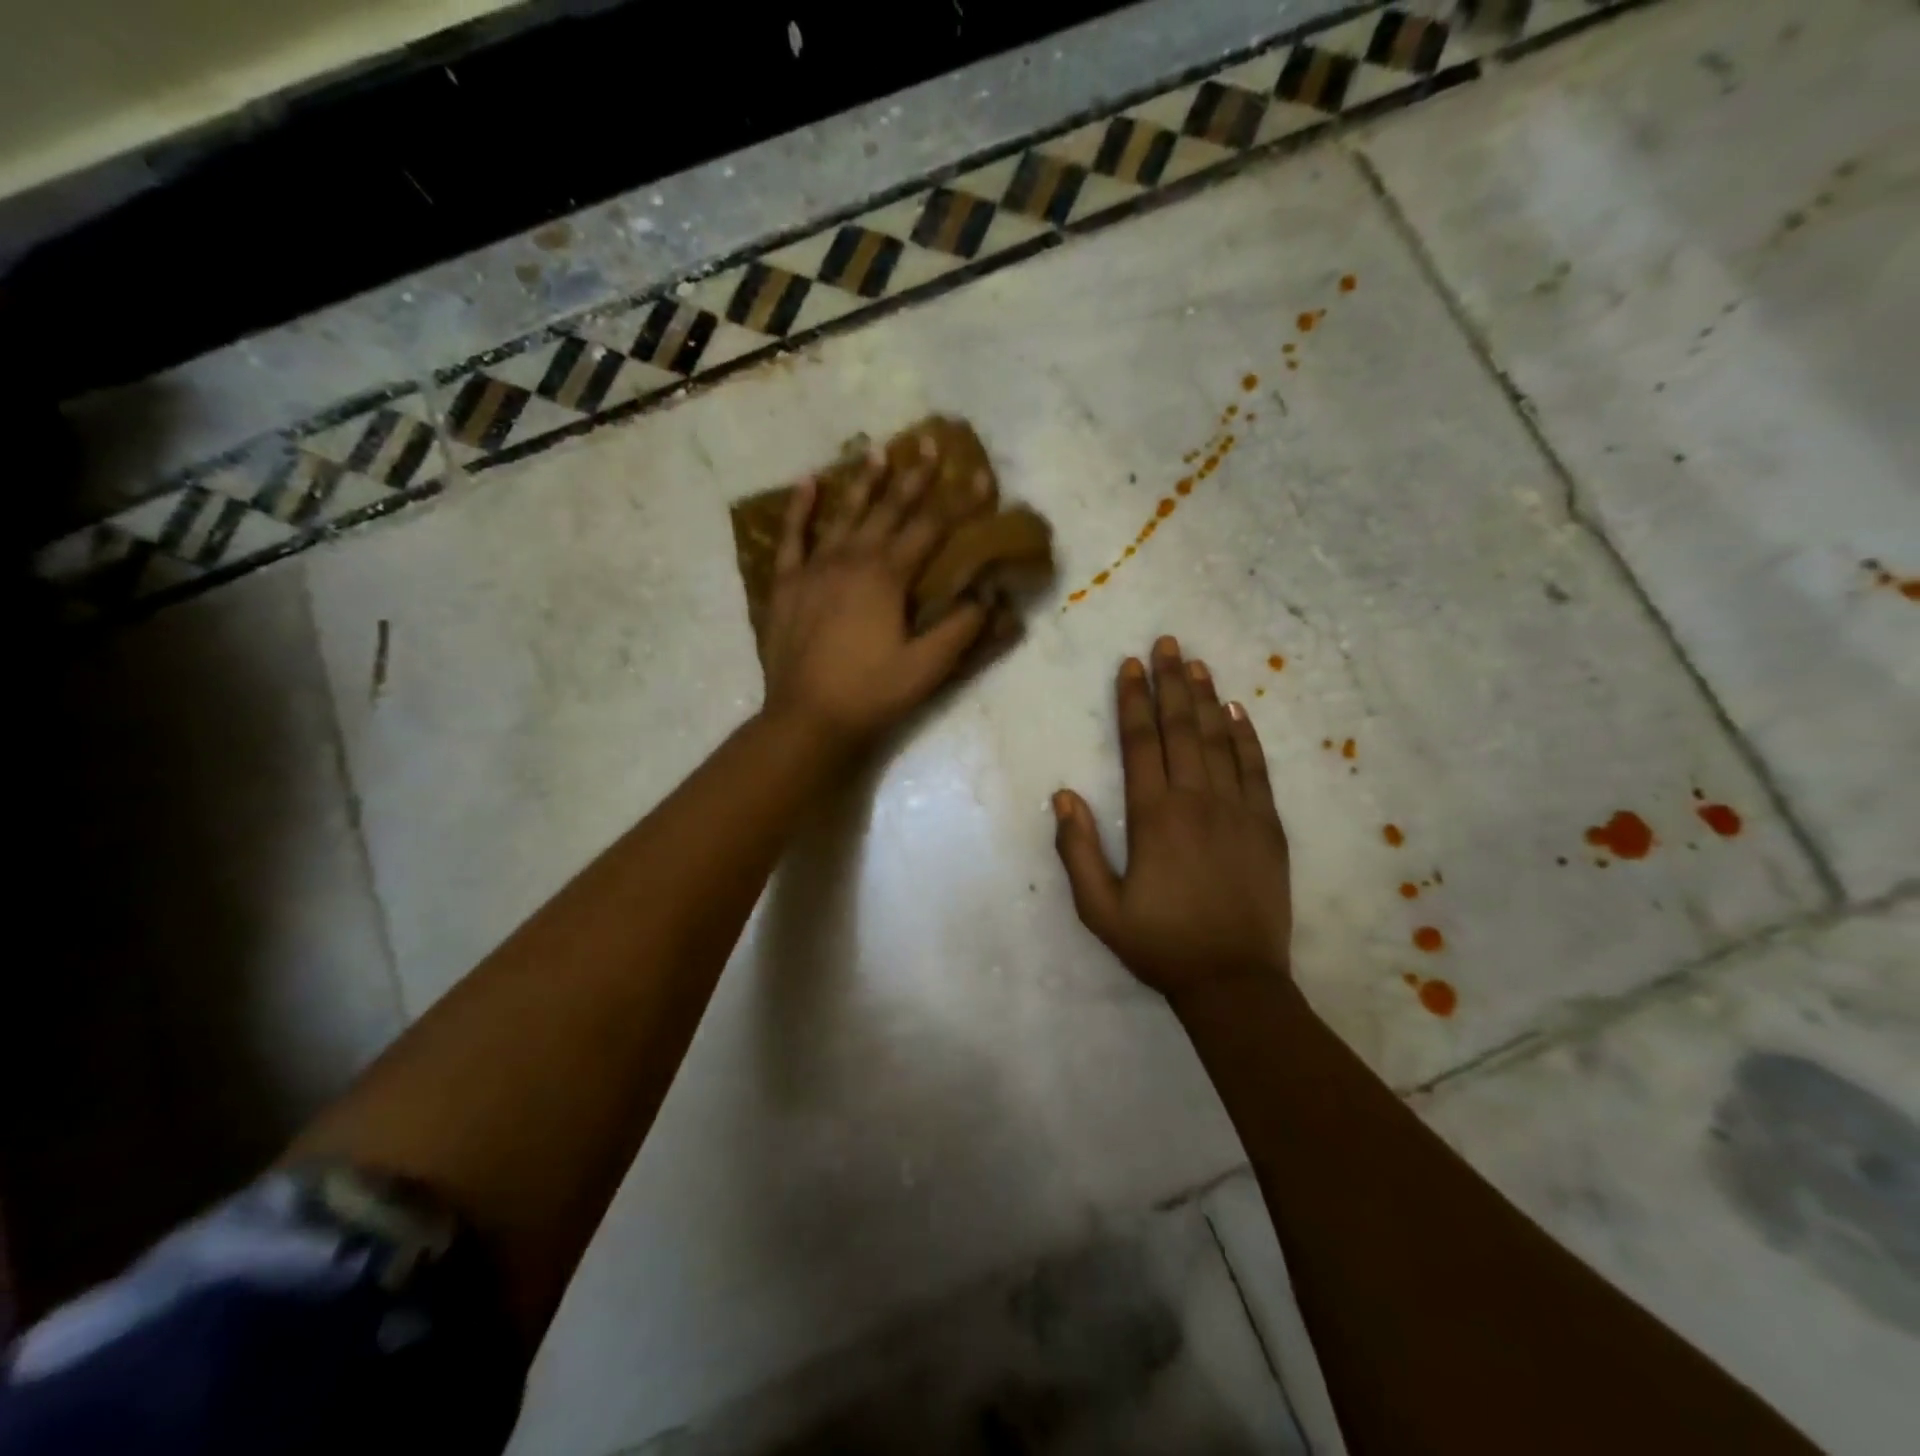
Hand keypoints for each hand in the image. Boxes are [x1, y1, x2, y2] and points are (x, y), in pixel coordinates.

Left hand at [760, 450, 988, 751]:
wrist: (807, 718)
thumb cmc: (872, 693)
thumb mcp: (928, 667)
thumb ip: (961, 628)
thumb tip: (989, 594)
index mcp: (887, 577)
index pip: (930, 529)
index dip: (958, 502)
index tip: (980, 474)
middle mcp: (852, 560)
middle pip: (888, 510)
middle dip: (913, 477)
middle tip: (929, 442)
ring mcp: (815, 569)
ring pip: (843, 514)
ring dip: (863, 482)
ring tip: (878, 450)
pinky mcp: (787, 585)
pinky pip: (792, 538)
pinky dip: (800, 510)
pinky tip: (807, 483)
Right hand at [1053, 637, 1292, 999]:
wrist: (1233, 981)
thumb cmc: (1159, 944)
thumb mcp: (1099, 908)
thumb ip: (1077, 850)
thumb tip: (1063, 795)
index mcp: (1153, 817)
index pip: (1141, 743)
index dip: (1134, 701)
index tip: (1130, 666)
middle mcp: (1196, 801)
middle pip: (1181, 729)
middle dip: (1170, 683)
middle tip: (1166, 643)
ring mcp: (1238, 810)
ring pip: (1219, 740)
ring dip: (1205, 699)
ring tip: (1195, 664)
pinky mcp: (1267, 826)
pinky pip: (1256, 769)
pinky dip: (1245, 737)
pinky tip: (1236, 712)